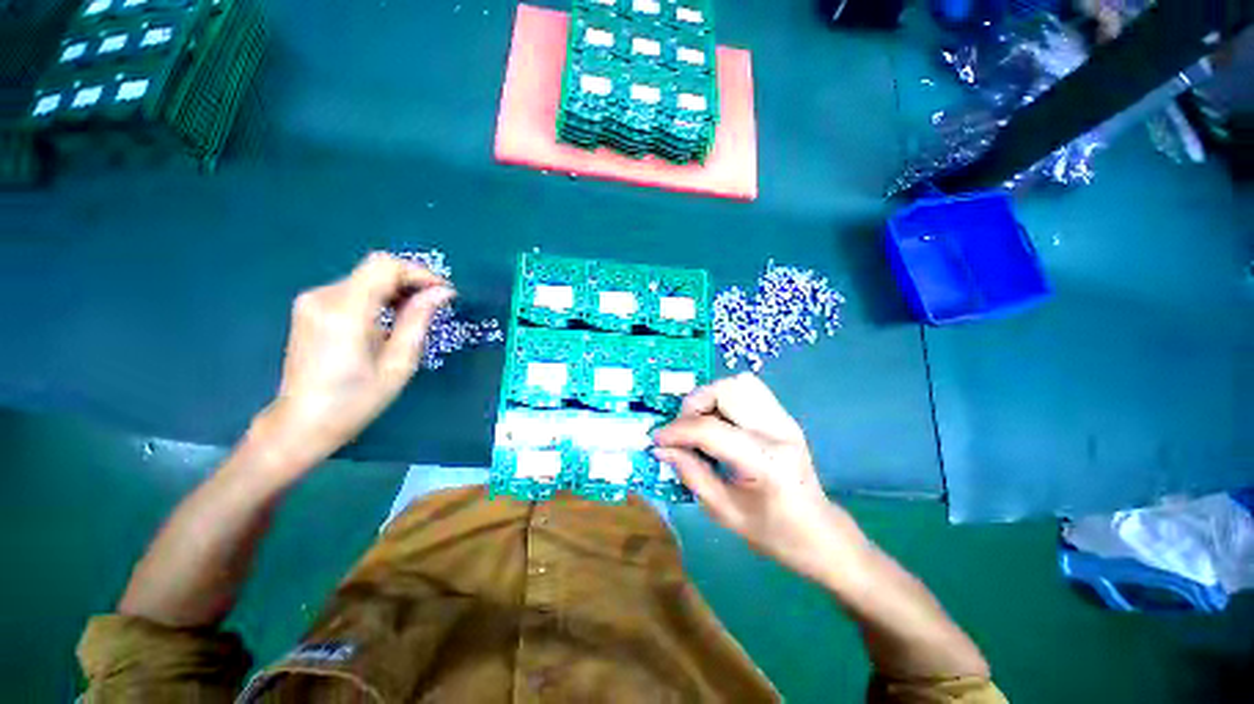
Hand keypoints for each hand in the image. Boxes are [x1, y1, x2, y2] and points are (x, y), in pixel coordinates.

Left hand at [249, 252, 454, 473]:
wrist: (301, 422)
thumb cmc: (356, 400)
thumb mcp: (398, 363)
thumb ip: (418, 321)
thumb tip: (442, 293)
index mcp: (345, 312)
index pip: (384, 266)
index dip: (419, 273)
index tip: (443, 292)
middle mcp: (323, 297)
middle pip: (376, 269)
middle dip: (411, 282)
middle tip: (436, 305)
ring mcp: (312, 301)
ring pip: (366, 278)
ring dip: (396, 290)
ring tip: (416, 316)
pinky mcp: (310, 308)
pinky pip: (353, 290)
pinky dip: (378, 297)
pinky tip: (390, 320)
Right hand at [652, 374, 870, 585]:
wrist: (818, 532)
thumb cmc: (772, 532)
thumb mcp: (723, 511)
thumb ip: (690, 473)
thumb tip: (660, 448)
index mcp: (766, 463)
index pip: (711, 430)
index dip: (677, 431)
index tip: (656, 438)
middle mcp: (778, 432)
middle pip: (726, 391)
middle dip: (693, 405)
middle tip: (682, 430)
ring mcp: (785, 419)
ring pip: (738, 383)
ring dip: (710, 397)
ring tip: (700, 422)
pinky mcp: (784, 416)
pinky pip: (748, 389)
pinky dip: (725, 396)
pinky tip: (719, 420)